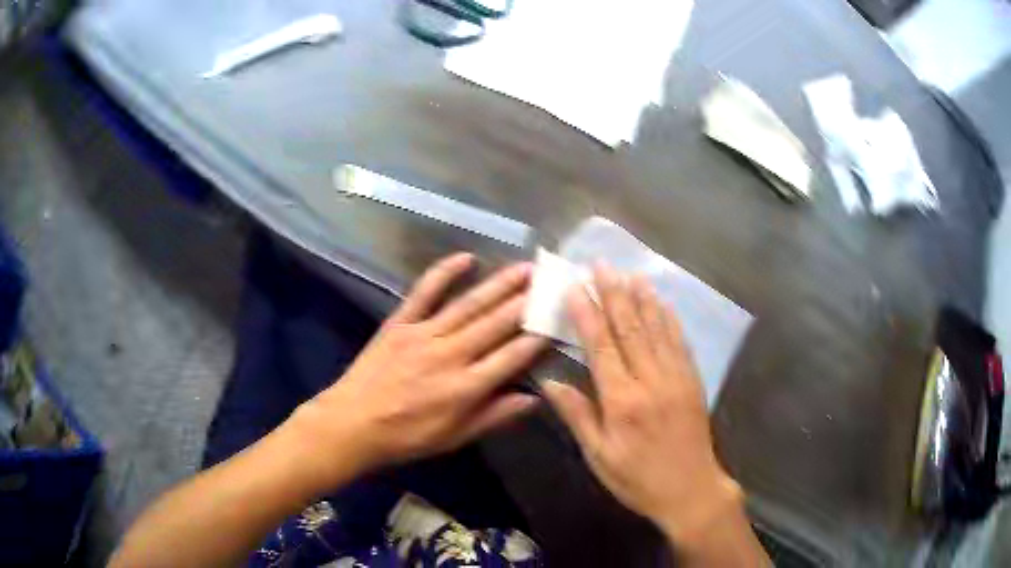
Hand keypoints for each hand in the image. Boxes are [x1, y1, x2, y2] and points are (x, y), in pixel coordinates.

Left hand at [290, 253, 548, 480]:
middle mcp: (450, 355)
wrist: (353, 422)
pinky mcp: (400, 322)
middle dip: (526, 302)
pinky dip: (444, 272)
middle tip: (549, 281)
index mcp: (465, 388)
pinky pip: (424, 292)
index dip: (536, 338)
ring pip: (469, 305)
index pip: (511, 357)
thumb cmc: (407, 437)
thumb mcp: (455, 437)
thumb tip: (534, 398)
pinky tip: (466, 257)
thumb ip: (495, 416)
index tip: (557, 320)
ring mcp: (423, 334)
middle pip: (495, 324)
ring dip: (499, 285)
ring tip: (524, 268)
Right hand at [541, 265, 743, 542]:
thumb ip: (577, 416)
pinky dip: (669, 319)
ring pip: (656, 329)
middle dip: (614, 293)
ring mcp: (676, 377)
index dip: (588, 314)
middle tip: (602, 264)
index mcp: (623, 401)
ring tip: (629, 273)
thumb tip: (550, 382)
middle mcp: (651, 380)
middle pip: (630, 328)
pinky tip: (663, 302)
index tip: (577, 287)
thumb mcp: (599, 456)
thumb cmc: (638, 478)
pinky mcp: (692, 381)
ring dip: (642, 298)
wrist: (690, 490)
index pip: (602, 346)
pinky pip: (680, 343)